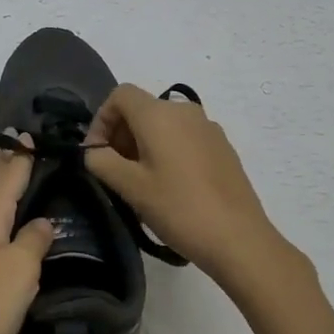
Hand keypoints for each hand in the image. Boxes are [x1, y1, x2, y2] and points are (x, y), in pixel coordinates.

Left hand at [0, 136, 55, 333]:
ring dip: (9, 199)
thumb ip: (34, 239)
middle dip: (10, 172)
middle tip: (27, 152)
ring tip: (29, 186)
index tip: (26, 135)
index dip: (19, 157)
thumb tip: (41, 223)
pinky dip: (7, 226)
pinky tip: (18, 234)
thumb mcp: (21, 267)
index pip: (6, 177)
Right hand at [85, 85, 293, 298]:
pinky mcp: (222, 147)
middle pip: (142, 108)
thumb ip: (101, 161)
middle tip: (114, 171)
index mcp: (159, 114)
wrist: (239, 238)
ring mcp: (208, 128)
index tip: (96, 152)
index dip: (101, 119)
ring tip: (140, 181)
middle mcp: (184, 111)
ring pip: (163, 124)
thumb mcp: (130, 187)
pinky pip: (184, 137)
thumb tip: (94, 152)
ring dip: (143, 143)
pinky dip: (167, 150)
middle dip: (121, 133)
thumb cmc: (178, 208)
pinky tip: (170, 186)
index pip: (120, 95)